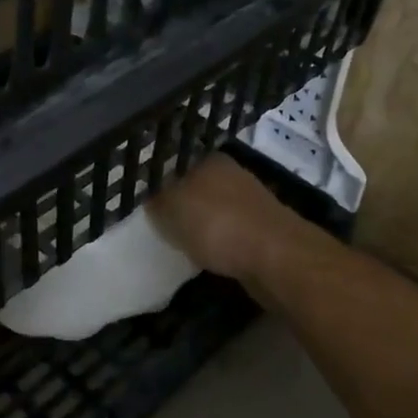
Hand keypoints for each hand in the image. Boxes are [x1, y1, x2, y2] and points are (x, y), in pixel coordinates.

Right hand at [147, 154, 294, 282]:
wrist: (275, 257)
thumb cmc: (218, 224)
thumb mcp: (171, 207)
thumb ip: (156, 198)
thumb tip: (149, 196)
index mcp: (210, 159)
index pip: (174, 160)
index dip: (156, 178)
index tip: (141, 198)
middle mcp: (232, 174)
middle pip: (194, 185)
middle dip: (177, 200)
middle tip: (154, 220)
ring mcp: (249, 201)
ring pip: (211, 208)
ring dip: (197, 222)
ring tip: (175, 240)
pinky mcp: (260, 229)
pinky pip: (226, 231)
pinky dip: (214, 241)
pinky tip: (203, 253)